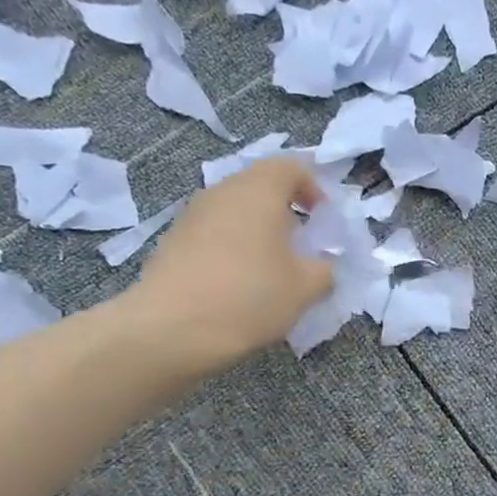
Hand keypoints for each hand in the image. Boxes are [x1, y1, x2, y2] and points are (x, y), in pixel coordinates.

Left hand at [129, 160, 333, 372]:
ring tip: (269, 270)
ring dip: (256, 233)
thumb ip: (324, 270)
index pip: (290, 167)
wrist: (172, 328)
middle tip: (299, 247)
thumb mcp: (305, 288)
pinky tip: (237, 286)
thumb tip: (322, 266)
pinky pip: (212, 235)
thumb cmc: (250, 297)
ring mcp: (191, 216)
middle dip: (284, 213)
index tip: (323, 219)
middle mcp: (222, 192)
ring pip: (233, 212)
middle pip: (259, 187)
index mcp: (258, 190)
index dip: (312, 188)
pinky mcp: (172, 242)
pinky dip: (231, 250)